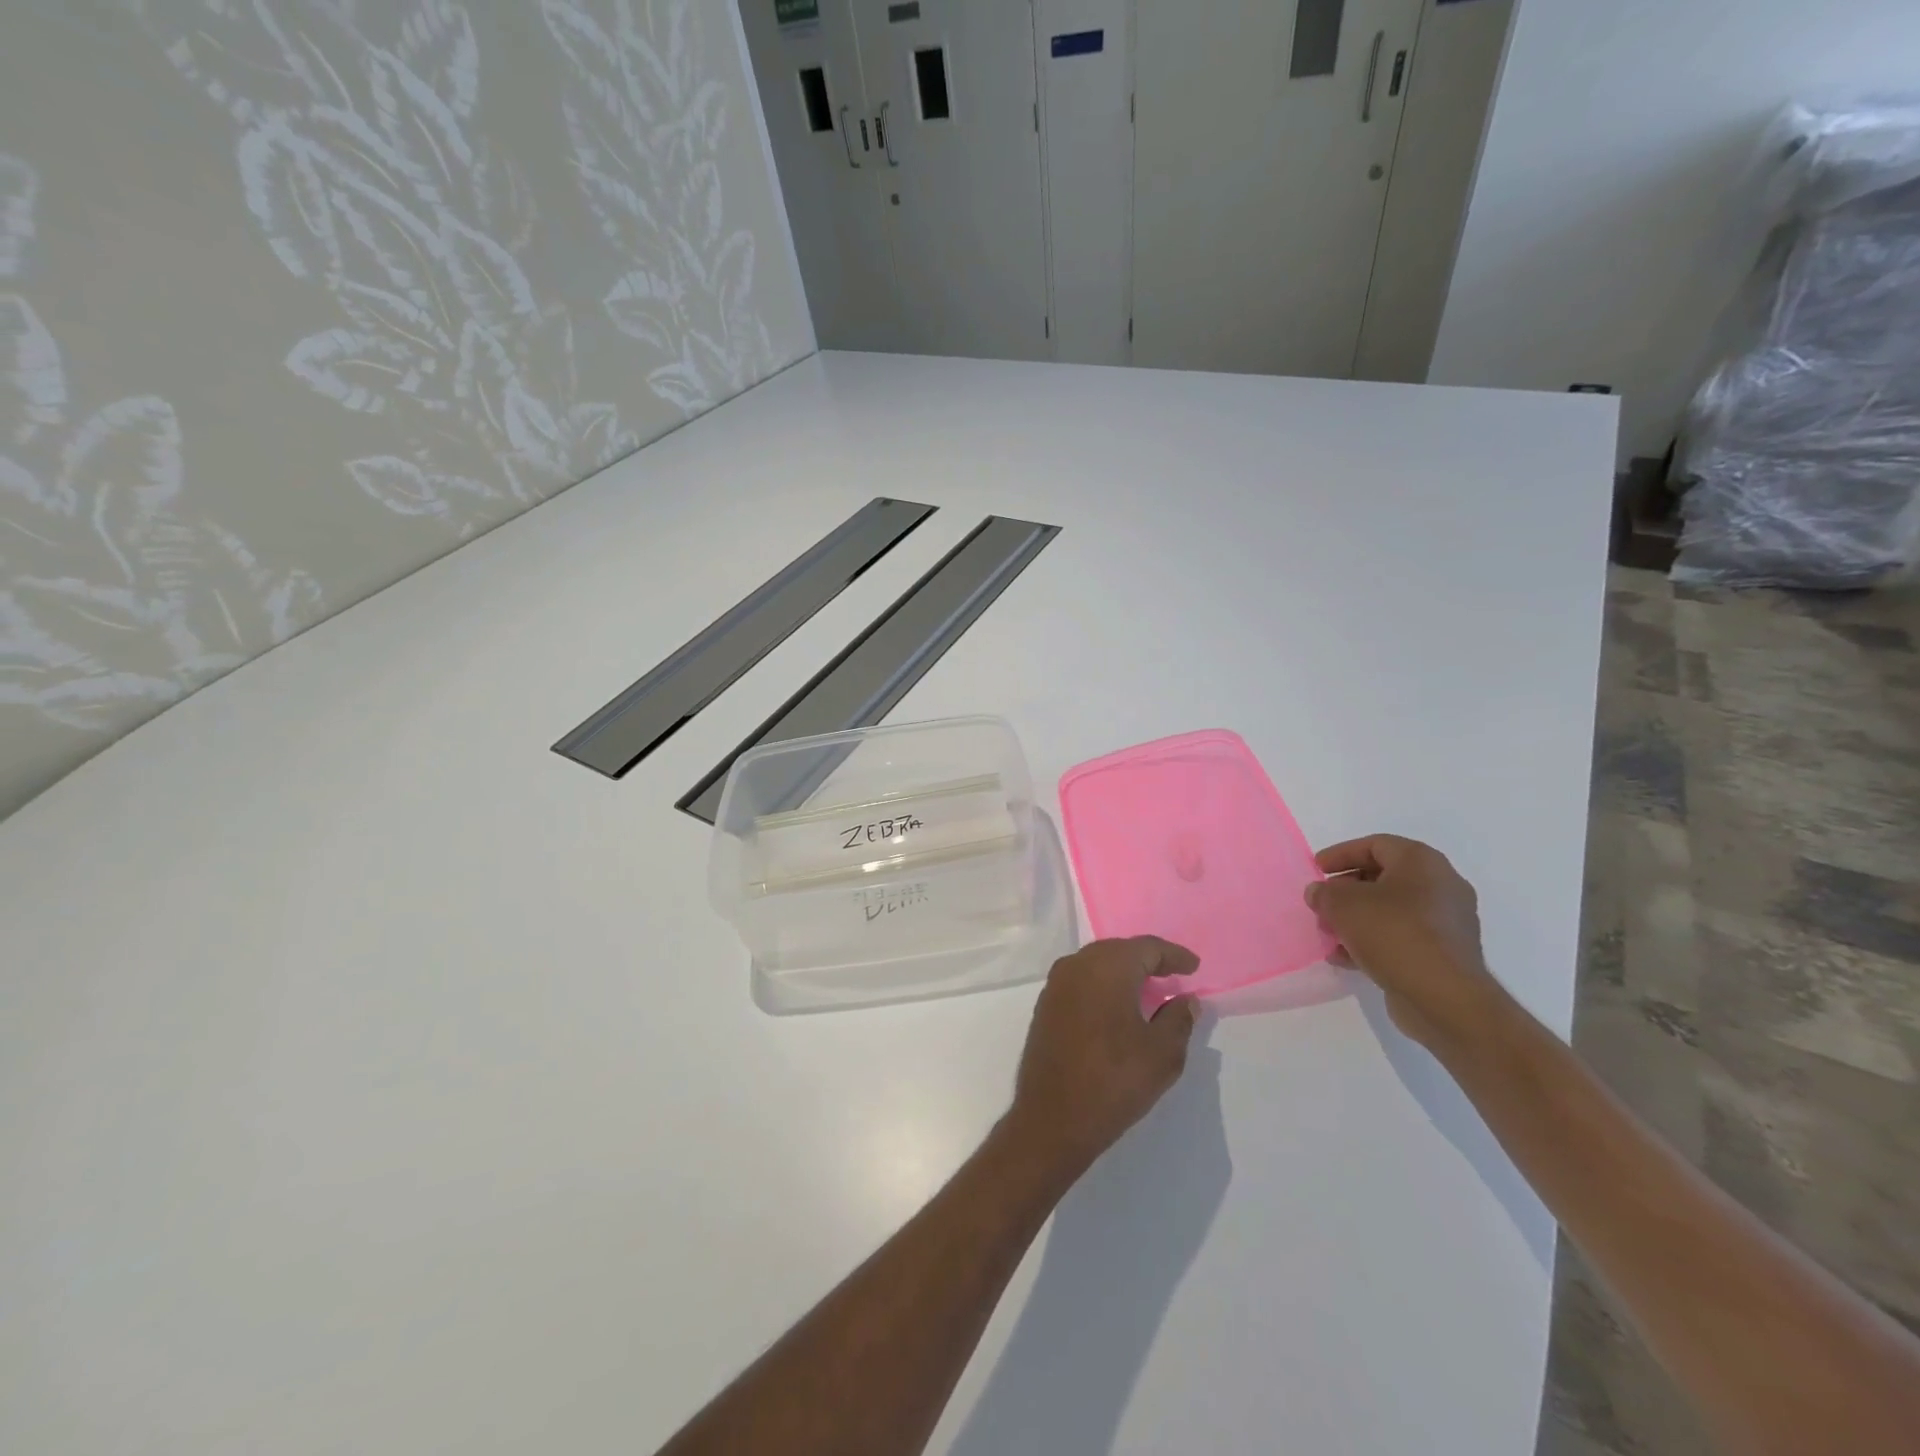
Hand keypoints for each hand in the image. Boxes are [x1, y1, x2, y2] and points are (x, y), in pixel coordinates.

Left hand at [1004, 937, 1199, 1178]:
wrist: (1052, 1118)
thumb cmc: (1113, 1081)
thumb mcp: (1162, 1054)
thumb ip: (1178, 1019)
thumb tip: (1186, 1000)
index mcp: (1107, 967)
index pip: (1147, 948)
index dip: (1173, 955)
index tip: (1194, 967)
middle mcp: (1077, 965)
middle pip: (1119, 950)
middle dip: (1147, 959)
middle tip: (1173, 973)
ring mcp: (1056, 984)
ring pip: (1097, 964)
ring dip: (1123, 971)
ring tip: (1149, 988)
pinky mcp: (1045, 1005)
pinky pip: (1081, 981)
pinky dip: (1103, 985)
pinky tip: (1117, 1004)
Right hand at [1304, 835, 1506, 1053]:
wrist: (1444, 998)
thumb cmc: (1393, 933)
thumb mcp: (1343, 904)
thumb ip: (1325, 893)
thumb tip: (1320, 893)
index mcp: (1422, 863)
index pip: (1375, 845)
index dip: (1341, 854)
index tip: (1316, 869)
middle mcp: (1441, 887)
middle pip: (1383, 878)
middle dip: (1346, 890)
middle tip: (1321, 903)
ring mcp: (1446, 923)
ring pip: (1391, 911)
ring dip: (1356, 919)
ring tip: (1329, 934)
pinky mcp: (1444, 954)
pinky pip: (1401, 937)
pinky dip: (1373, 941)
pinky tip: (1346, 958)